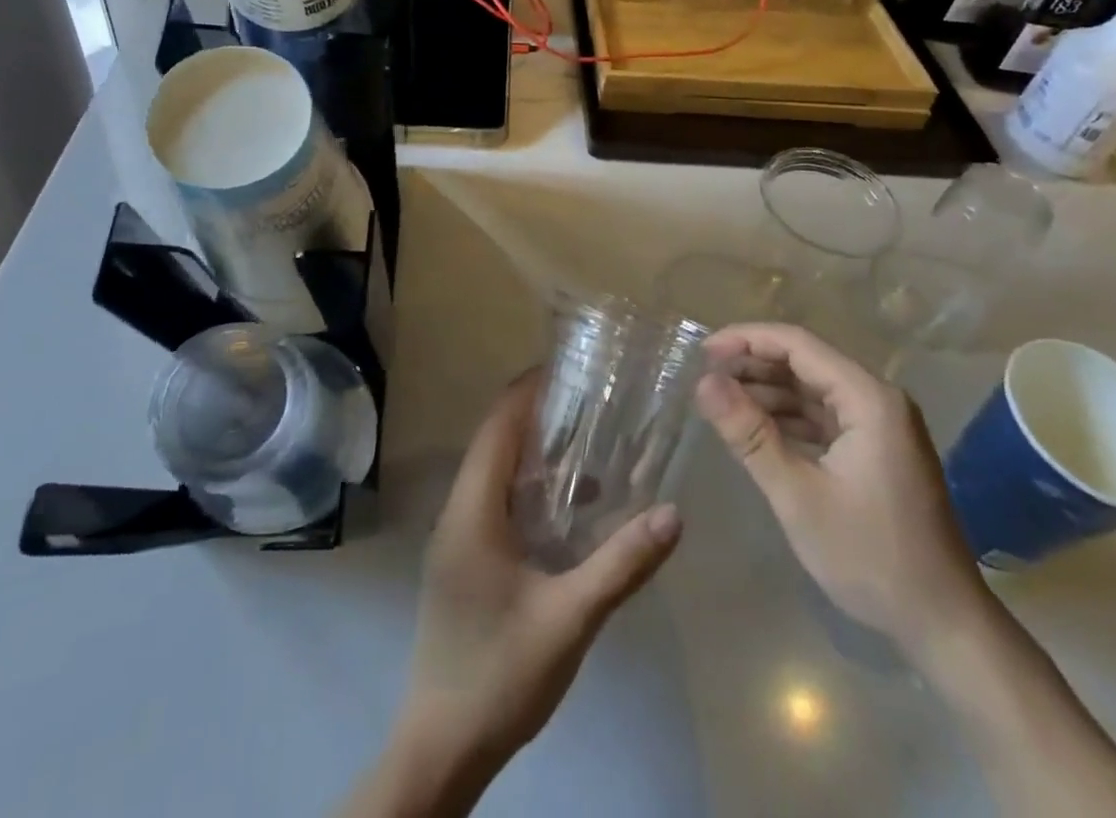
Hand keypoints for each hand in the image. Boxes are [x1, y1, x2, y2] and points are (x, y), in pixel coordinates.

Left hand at [402, 375, 682, 771]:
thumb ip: (621, 564)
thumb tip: (673, 513)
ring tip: (591, 442)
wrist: (442, 747)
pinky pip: (496, 501)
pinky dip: (530, 487)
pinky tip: (573, 508)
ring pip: (495, 472)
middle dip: (539, 413)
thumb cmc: (500, 674)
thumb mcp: (569, 619)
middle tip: (592, 398)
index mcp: (473, 510)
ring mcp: (457, 537)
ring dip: (536, 451)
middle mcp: (458, 511)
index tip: (570, 366)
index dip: (529, 389)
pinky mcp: (463, 560)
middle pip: (496, 441)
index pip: (498, 424)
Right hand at [694, 323, 987, 655]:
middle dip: (754, 365)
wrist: (943, 624)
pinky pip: (824, 415)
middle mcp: (878, 398)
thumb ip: (750, 434)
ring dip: (768, 391)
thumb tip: (703, 384)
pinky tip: (756, 428)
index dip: (747, 340)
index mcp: (868, 398)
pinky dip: (788, 417)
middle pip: (806, 361)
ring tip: (721, 401)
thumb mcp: (798, 496)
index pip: (798, 344)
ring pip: (813, 388)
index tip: (703, 352)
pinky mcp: (877, 448)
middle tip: (705, 377)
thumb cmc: (870, 557)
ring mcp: (880, 424)